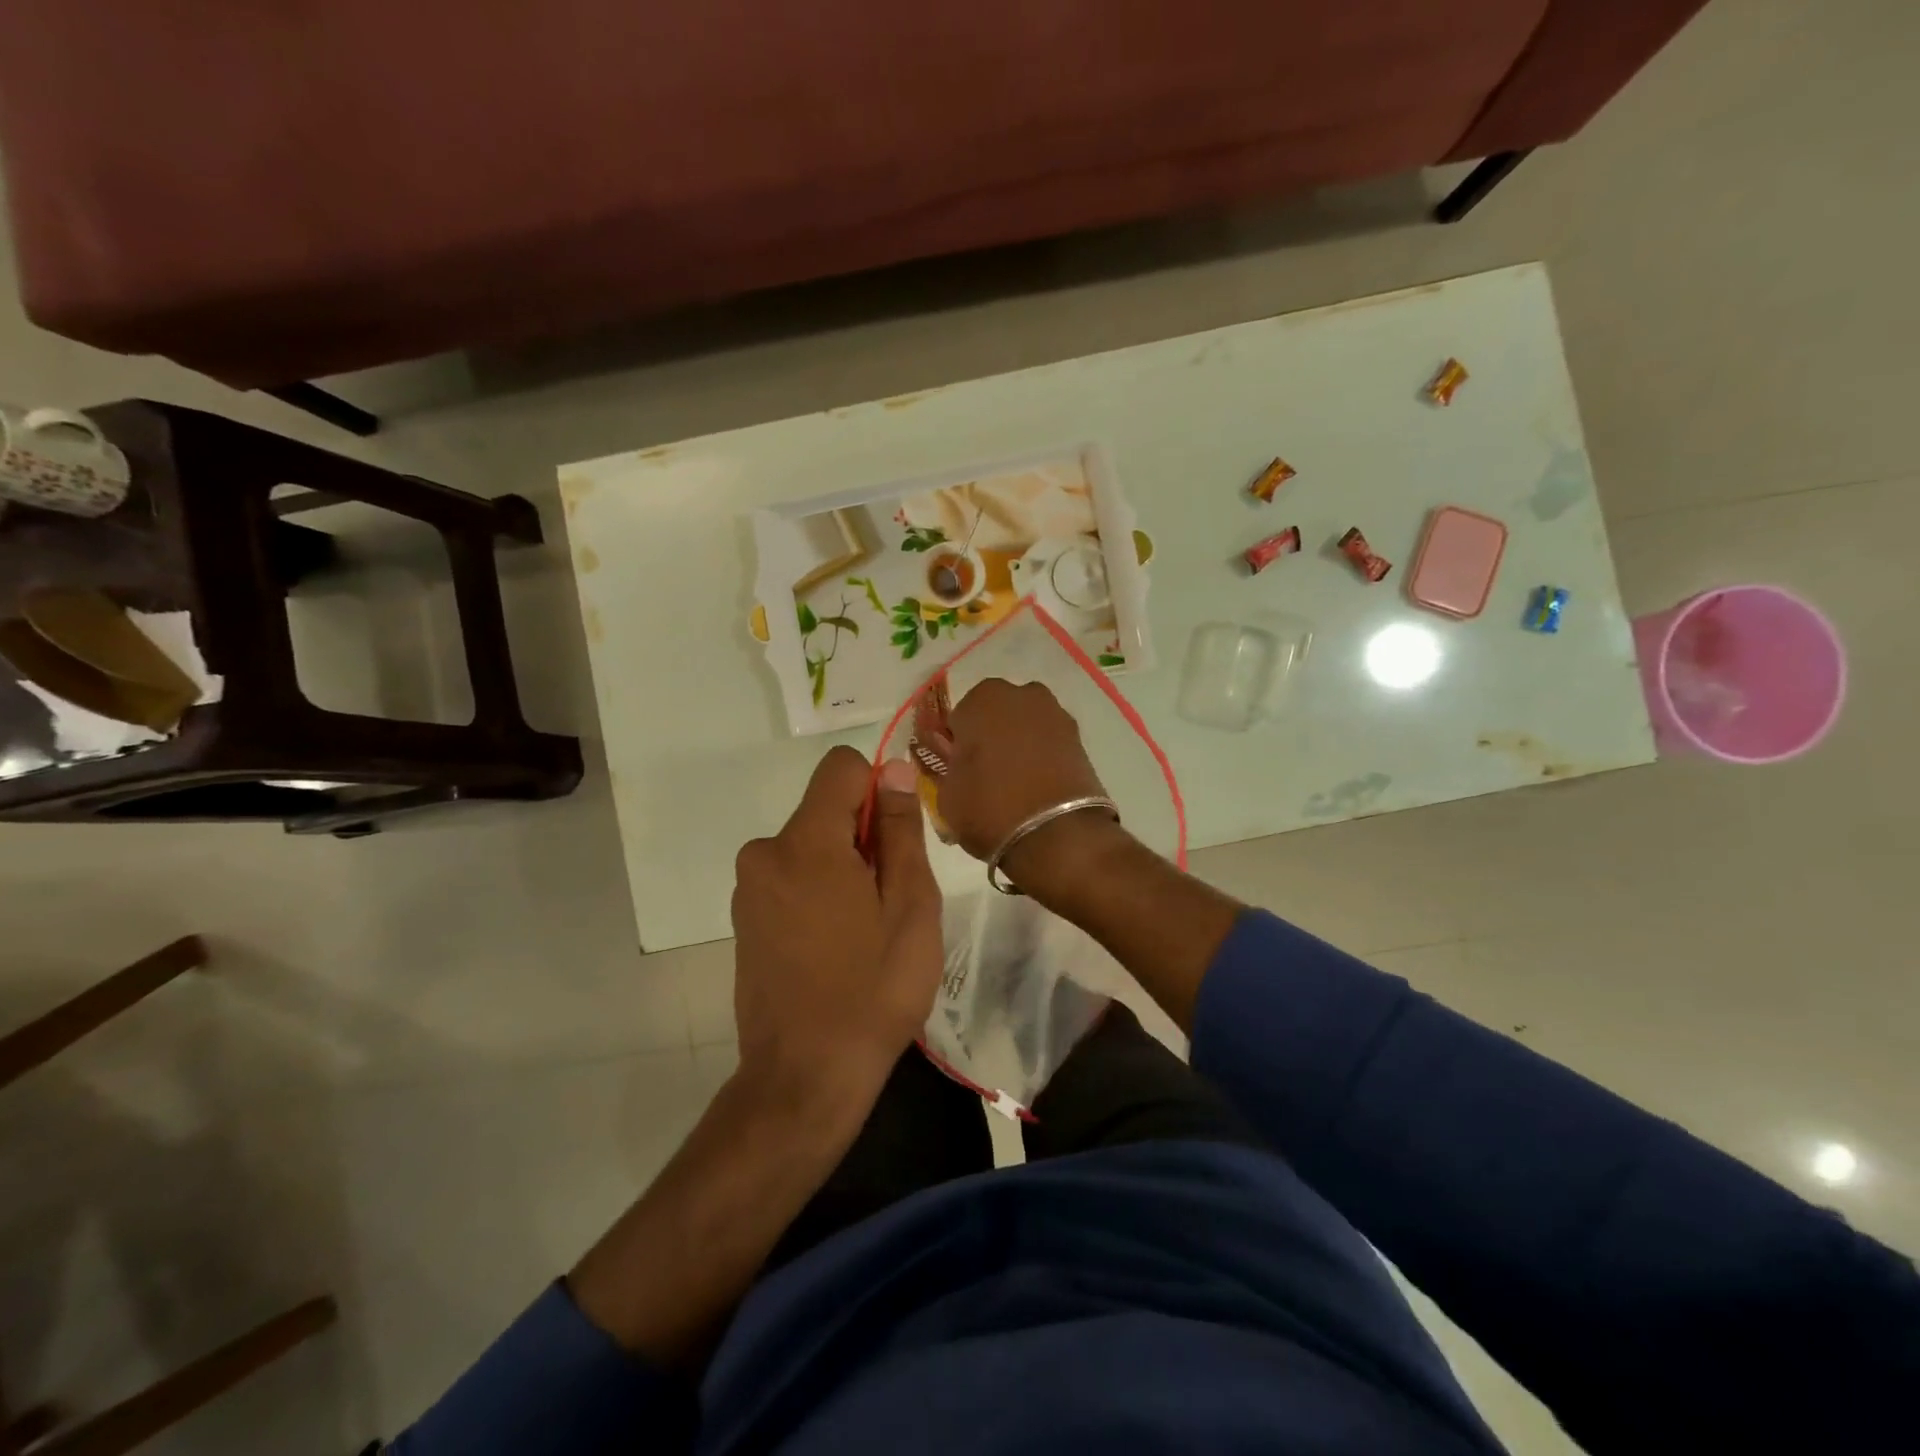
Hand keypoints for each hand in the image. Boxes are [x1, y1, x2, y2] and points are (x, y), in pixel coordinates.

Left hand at [731, 746, 942, 1103]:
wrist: (805, 1078)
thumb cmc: (872, 989)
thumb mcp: (909, 905)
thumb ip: (899, 830)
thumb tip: (892, 769)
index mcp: (805, 842)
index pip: (840, 767)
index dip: (877, 789)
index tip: (895, 841)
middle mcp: (765, 853)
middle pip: (825, 810)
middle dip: (862, 838)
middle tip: (888, 902)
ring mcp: (748, 889)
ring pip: (810, 846)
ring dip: (842, 869)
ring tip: (864, 932)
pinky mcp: (743, 918)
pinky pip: (790, 878)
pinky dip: (818, 893)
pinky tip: (835, 947)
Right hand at [934, 679, 1124, 888]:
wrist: (1058, 836)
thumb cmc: (989, 808)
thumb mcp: (946, 795)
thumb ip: (945, 769)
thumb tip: (954, 765)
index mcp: (983, 699)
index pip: (958, 718)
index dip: (956, 746)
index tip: (958, 771)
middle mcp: (1022, 695)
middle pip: (995, 716)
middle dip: (989, 738)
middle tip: (985, 777)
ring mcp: (1056, 715)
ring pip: (1024, 727)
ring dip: (1018, 746)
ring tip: (1015, 786)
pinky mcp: (1080, 740)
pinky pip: (1049, 744)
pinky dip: (1042, 759)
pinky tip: (1037, 788)